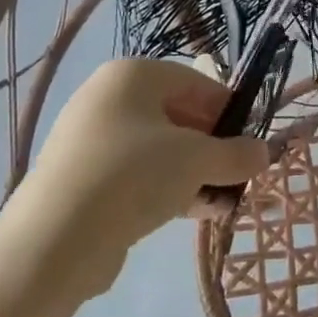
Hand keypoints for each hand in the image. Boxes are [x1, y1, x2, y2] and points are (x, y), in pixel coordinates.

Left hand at [19, 57, 270, 297]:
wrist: (53, 241)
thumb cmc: (133, 175)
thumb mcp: (197, 160)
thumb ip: (236, 154)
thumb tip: (264, 153)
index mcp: (133, 75)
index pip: (195, 82)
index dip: (228, 111)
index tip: (250, 143)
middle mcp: (107, 97)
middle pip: (176, 115)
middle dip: (210, 148)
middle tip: (235, 176)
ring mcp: (89, 139)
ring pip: (156, 149)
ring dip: (192, 173)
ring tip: (218, 203)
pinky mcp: (79, 179)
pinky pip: (133, 175)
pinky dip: (162, 189)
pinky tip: (189, 215)